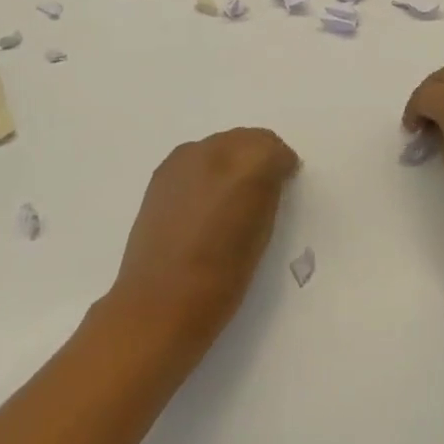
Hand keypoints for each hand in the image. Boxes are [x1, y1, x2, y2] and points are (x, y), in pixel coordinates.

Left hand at [107, 128, 299, 353]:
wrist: (158, 304)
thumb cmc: (221, 280)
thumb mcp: (261, 234)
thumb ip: (268, 194)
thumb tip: (270, 178)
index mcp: (248, 167)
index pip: (275, 149)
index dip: (283, 166)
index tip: (285, 184)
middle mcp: (216, 150)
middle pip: (248, 138)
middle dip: (259, 158)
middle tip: (261, 190)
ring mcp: (185, 158)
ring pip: (222, 144)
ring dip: (232, 160)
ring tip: (230, 195)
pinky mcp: (163, 171)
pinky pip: (197, 157)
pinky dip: (207, 169)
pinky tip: (205, 199)